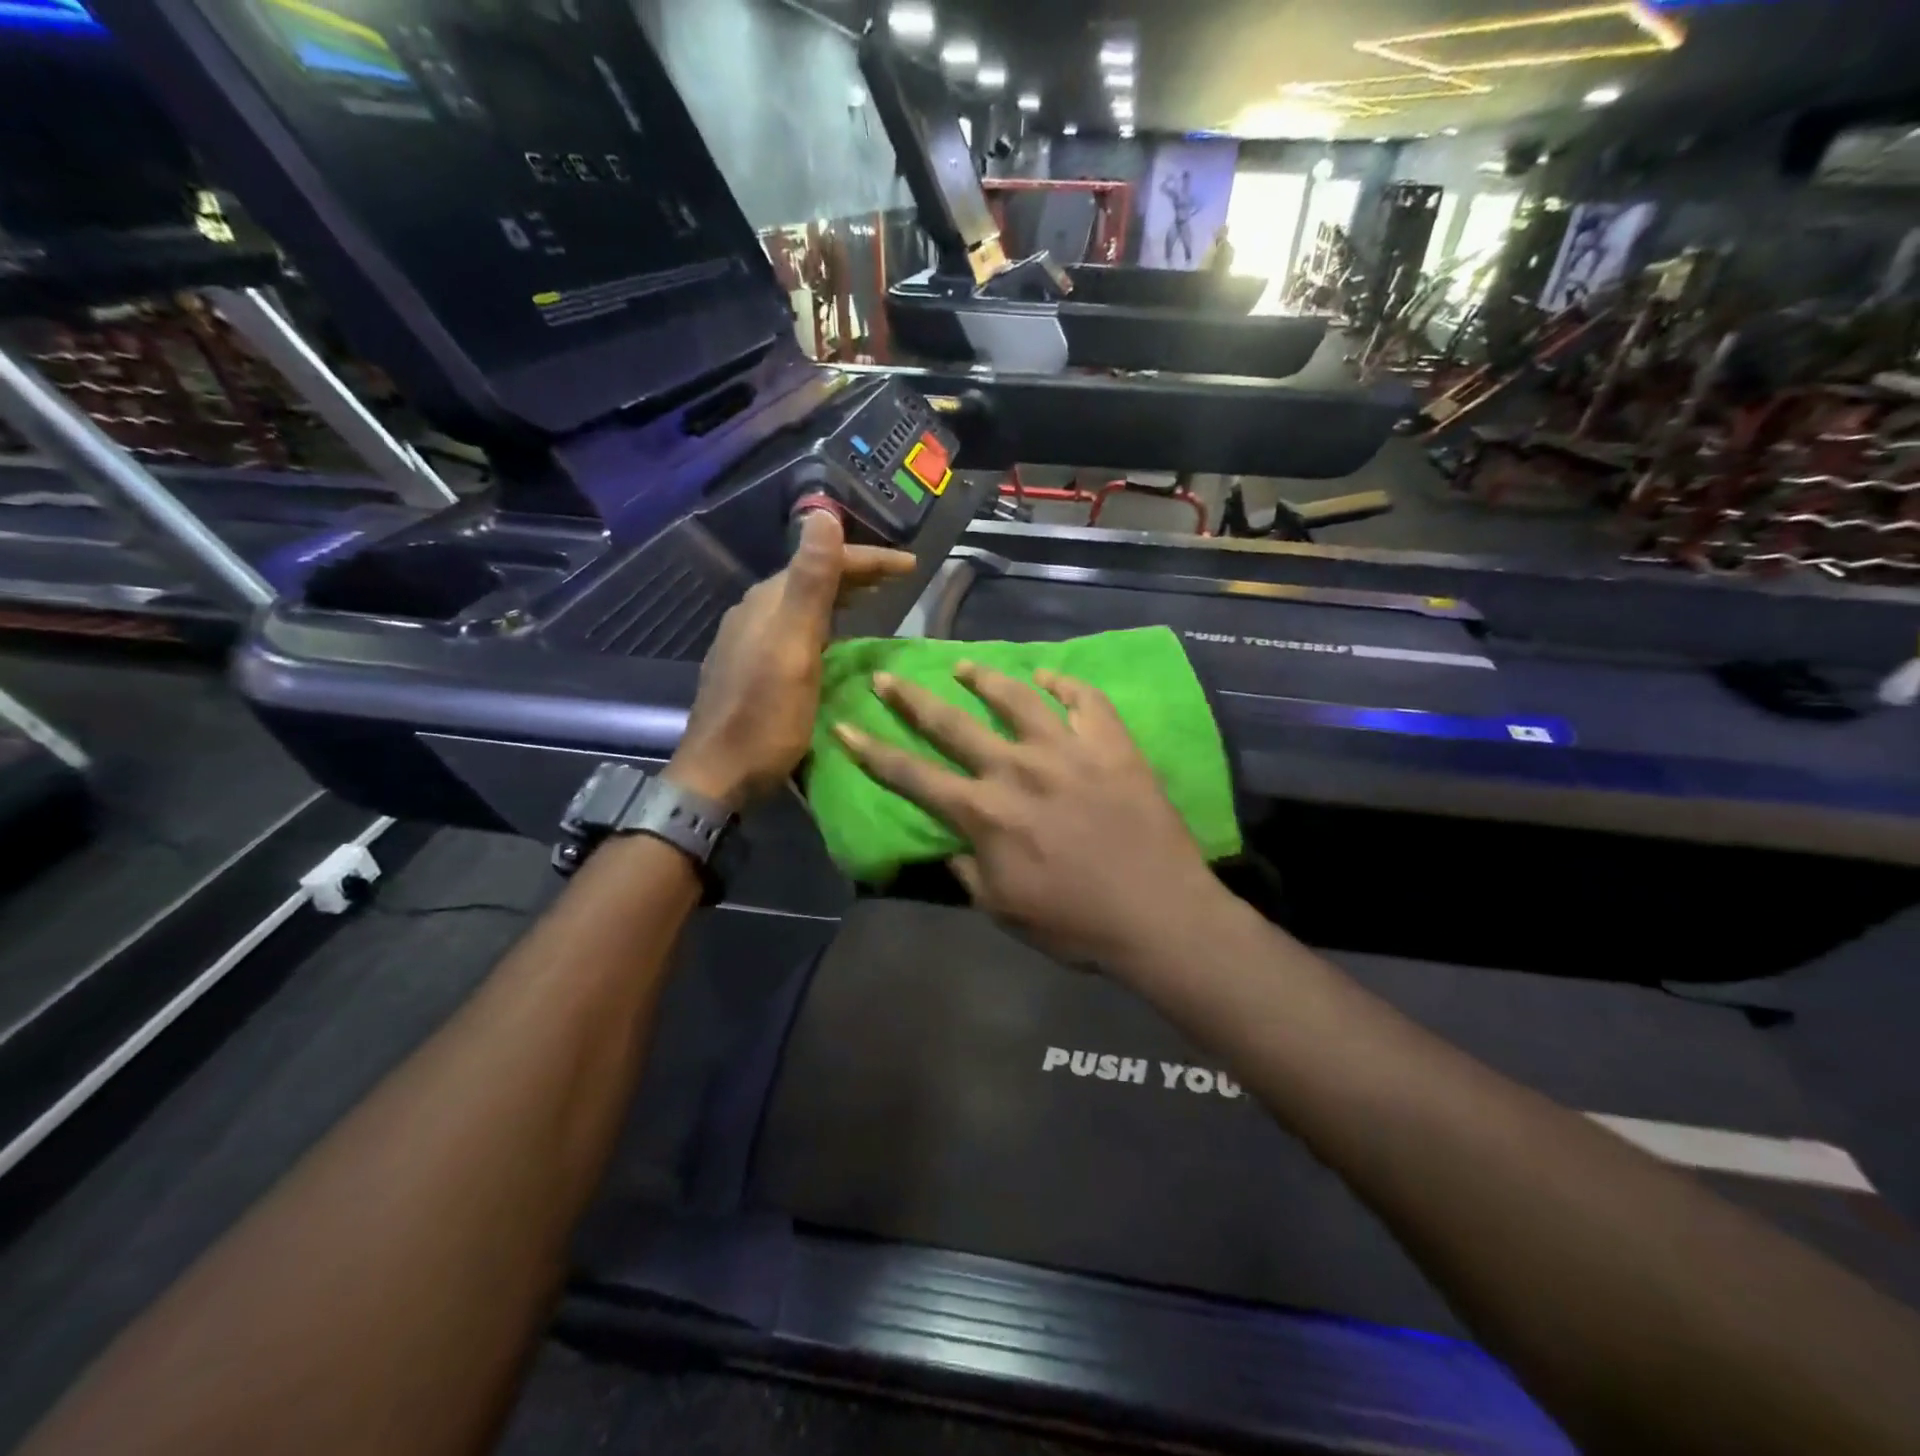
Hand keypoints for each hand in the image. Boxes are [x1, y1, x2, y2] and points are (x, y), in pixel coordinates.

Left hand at [670, 513, 914, 808]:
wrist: (718, 774)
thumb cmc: (764, 716)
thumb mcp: (794, 648)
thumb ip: (810, 583)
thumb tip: (823, 513)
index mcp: (768, 602)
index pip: (824, 561)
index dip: (870, 559)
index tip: (913, 567)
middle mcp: (755, 612)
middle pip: (812, 578)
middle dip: (856, 572)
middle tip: (899, 580)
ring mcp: (748, 639)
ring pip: (802, 603)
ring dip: (840, 596)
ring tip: (875, 600)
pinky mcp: (749, 666)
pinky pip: (794, 627)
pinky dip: (824, 622)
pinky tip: (835, 638)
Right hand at [834, 664, 1226, 972]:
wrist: (1158, 914)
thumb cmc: (1074, 922)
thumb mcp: (1001, 909)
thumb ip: (967, 870)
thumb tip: (952, 844)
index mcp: (984, 813)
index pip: (912, 776)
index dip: (872, 751)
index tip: (845, 725)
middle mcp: (1016, 768)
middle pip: (952, 723)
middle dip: (912, 698)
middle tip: (888, 676)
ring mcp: (1067, 750)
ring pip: (1016, 697)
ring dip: (984, 677)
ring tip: (963, 665)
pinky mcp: (1111, 744)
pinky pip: (1084, 699)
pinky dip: (1064, 682)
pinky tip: (1049, 675)